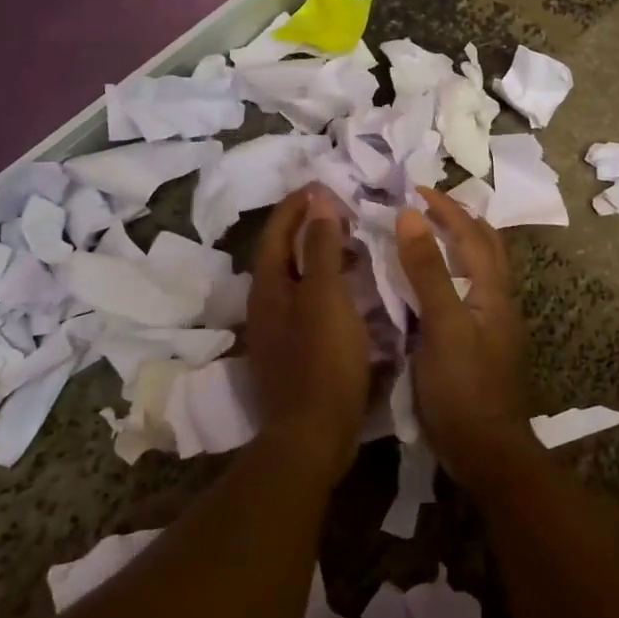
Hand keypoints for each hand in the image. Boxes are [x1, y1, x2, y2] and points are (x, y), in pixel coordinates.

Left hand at [247, 185, 370, 476]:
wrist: (313, 434)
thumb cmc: (322, 360)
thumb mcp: (325, 296)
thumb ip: (320, 247)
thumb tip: (318, 201)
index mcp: (268, 287)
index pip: (276, 232)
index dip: (296, 205)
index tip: (321, 184)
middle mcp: (265, 305)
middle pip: (283, 254)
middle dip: (308, 227)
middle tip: (342, 211)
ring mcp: (278, 331)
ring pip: (297, 279)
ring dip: (319, 256)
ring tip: (352, 245)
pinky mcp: (295, 351)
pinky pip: (309, 303)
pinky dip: (327, 285)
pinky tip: (352, 292)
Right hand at [394, 187, 537, 488]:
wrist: (486, 451)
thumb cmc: (464, 387)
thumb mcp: (443, 325)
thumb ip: (428, 271)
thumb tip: (411, 216)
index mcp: (492, 290)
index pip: (472, 234)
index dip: (446, 208)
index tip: (416, 189)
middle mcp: (497, 300)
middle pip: (486, 246)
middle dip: (460, 219)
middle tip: (427, 205)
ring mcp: (490, 323)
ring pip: (478, 269)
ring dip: (457, 244)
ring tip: (426, 235)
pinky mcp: (478, 344)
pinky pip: (465, 293)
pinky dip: (448, 274)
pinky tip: (426, 286)